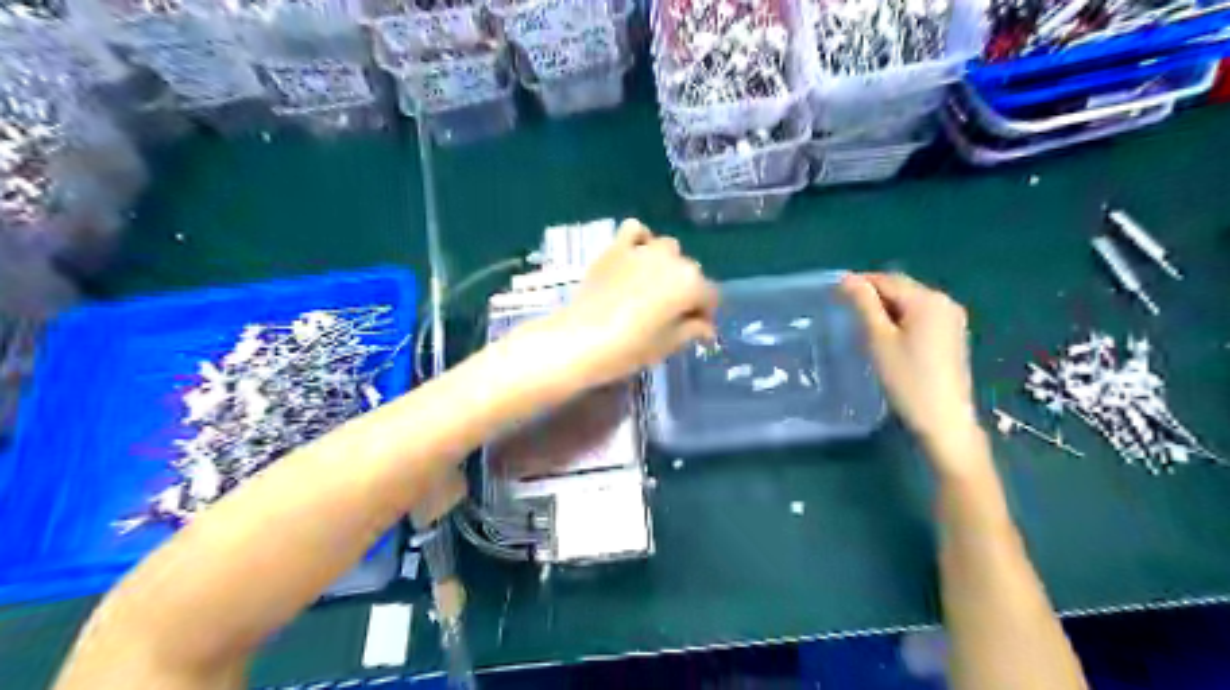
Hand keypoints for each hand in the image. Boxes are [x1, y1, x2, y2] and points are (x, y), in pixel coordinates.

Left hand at [550, 218, 715, 386]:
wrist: (580, 340)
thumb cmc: (630, 349)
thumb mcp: (668, 344)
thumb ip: (692, 330)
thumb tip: (705, 327)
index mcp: (691, 284)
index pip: (709, 296)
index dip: (705, 314)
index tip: (696, 330)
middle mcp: (672, 260)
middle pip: (690, 272)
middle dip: (686, 291)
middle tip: (672, 313)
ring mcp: (643, 250)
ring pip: (667, 249)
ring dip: (667, 265)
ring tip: (654, 286)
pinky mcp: (616, 248)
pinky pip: (635, 230)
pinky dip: (640, 240)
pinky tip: (636, 257)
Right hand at [837, 274, 982, 457]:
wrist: (943, 421)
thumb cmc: (906, 379)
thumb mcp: (878, 339)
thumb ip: (863, 304)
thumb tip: (847, 278)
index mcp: (927, 299)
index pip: (885, 280)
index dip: (858, 284)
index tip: (833, 297)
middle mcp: (944, 302)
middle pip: (900, 289)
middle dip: (872, 296)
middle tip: (844, 314)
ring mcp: (952, 320)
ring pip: (909, 303)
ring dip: (885, 310)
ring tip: (861, 328)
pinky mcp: (952, 337)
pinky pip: (920, 317)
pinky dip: (901, 321)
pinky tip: (887, 340)